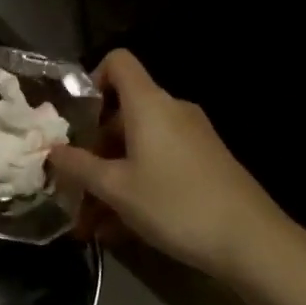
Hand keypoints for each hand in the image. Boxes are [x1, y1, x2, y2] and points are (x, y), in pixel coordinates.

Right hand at [50, 49, 305, 283]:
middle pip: (123, 111)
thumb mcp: (117, 189)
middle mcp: (171, 110)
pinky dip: (137, 185)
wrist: (254, 242)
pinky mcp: (206, 163)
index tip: (75, 116)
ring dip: (112, 176)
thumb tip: (51, 151)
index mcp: (148, 103)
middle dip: (94, 147)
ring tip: (90, 221)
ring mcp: (192, 137)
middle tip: (73, 182)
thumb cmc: (176, 203)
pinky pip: (160, 163)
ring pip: (139, 145)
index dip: (92, 78)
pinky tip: (119, 230)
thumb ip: (79, 167)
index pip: (118, 62)